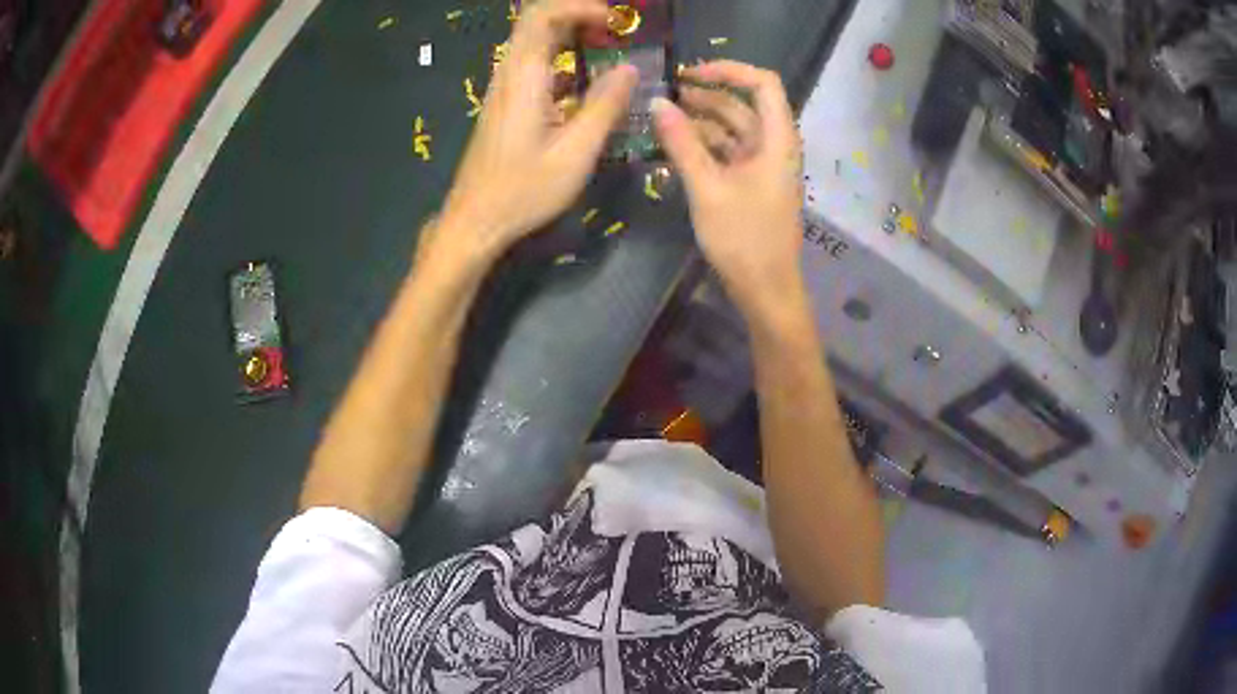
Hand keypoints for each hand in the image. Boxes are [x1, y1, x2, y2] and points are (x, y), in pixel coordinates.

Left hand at [436, 0, 637, 262]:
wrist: (474, 221)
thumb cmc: (523, 190)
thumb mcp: (576, 152)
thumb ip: (605, 105)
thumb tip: (630, 69)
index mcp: (524, 77)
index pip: (543, 15)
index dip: (580, 7)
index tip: (616, 20)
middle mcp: (509, 74)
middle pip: (537, 22)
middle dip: (579, 17)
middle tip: (617, 31)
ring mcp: (503, 90)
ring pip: (534, 44)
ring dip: (571, 37)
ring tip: (609, 50)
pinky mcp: (505, 106)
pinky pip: (533, 68)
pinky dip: (562, 62)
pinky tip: (587, 84)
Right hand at [654, 61, 804, 314]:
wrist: (766, 290)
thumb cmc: (743, 239)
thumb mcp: (707, 188)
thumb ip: (681, 142)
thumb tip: (657, 103)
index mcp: (777, 139)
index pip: (762, 84)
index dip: (728, 70)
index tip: (689, 74)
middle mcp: (774, 145)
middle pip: (743, 105)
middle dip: (706, 95)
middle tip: (663, 95)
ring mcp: (764, 165)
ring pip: (733, 129)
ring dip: (701, 120)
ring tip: (662, 118)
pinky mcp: (753, 183)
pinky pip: (728, 152)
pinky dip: (704, 145)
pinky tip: (675, 145)